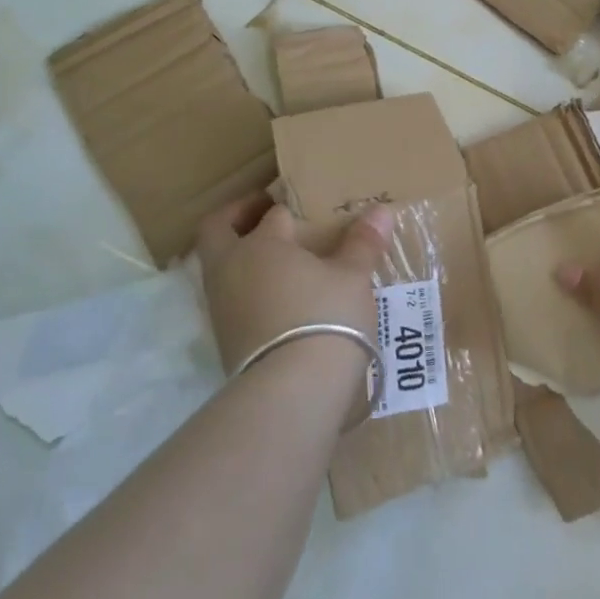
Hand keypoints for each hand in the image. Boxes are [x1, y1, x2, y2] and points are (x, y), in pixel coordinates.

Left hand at [197, 193, 390, 377]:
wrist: (292, 392)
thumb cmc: (325, 317)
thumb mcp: (353, 277)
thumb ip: (363, 242)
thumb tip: (382, 210)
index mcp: (260, 244)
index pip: (272, 214)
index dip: (290, 207)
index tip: (307, 206)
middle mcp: (231, 268)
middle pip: (217, 230)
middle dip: (237, 218)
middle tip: (265, 214)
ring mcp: (222, 308)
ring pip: (221, 268)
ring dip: (243, 259)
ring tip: (281, 264)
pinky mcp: (225, 342)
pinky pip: (231, 301)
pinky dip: (249, 292)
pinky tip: (279, 301)